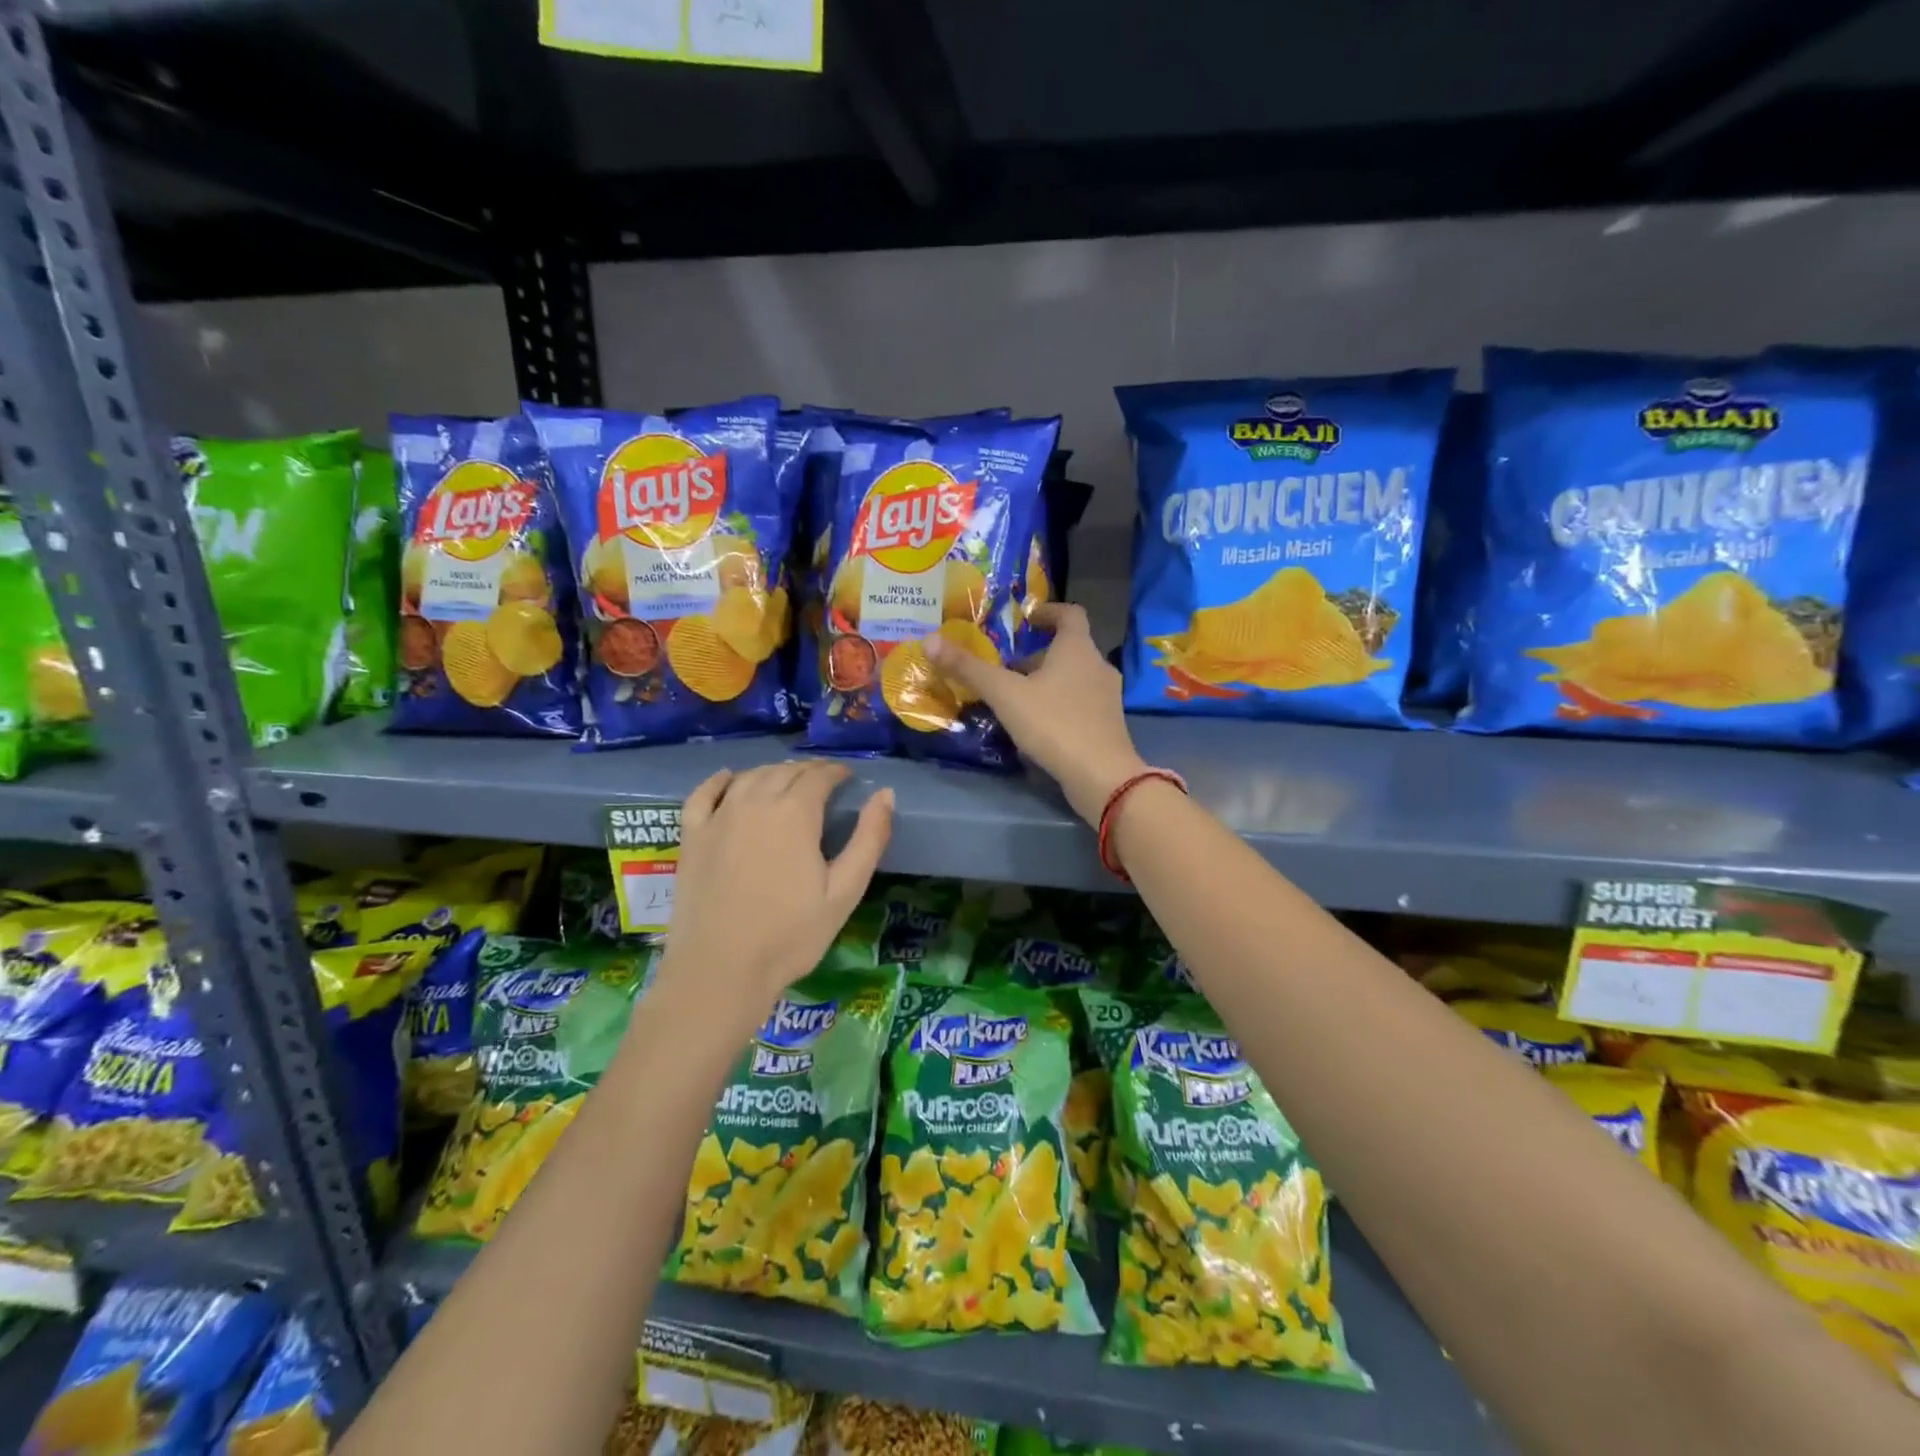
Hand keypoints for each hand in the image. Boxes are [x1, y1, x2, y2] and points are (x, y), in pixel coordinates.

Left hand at [654, 761, 892, 1029]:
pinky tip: (728, 779)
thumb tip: (886, 795)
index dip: (836, 772)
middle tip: (823, 781)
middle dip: (808, 771)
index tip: (847, 777)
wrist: (720, 970)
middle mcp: (755, 803)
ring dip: (772, 772)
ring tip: (786, 781)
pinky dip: (719, 781)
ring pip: (749, 777)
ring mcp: (718, 817)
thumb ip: (869, 839)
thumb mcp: (844, 891)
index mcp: (795, 813)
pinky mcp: (691, 836)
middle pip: (784, 772)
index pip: (819, 776)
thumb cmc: (790, 935)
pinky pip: (704, 794)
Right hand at [925, 602, 1146, 824]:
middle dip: (1037, 655)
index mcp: (1078, 648)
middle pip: (1068, 649)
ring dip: (1046, 682)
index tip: (1026, 618)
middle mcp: (1098, 666)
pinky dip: (1057, 706)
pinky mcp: (1107, 725)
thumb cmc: (1054, 724)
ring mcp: (1107, 697)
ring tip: (1015, 698)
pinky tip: (1036, 726)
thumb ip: (969, 668)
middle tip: (1005, 667)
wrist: (1101, 776)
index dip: (1048, 611)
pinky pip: (1079, 704)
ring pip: (1073, 679)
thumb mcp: (1005, 695)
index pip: (1070, 614)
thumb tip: (930, 640)